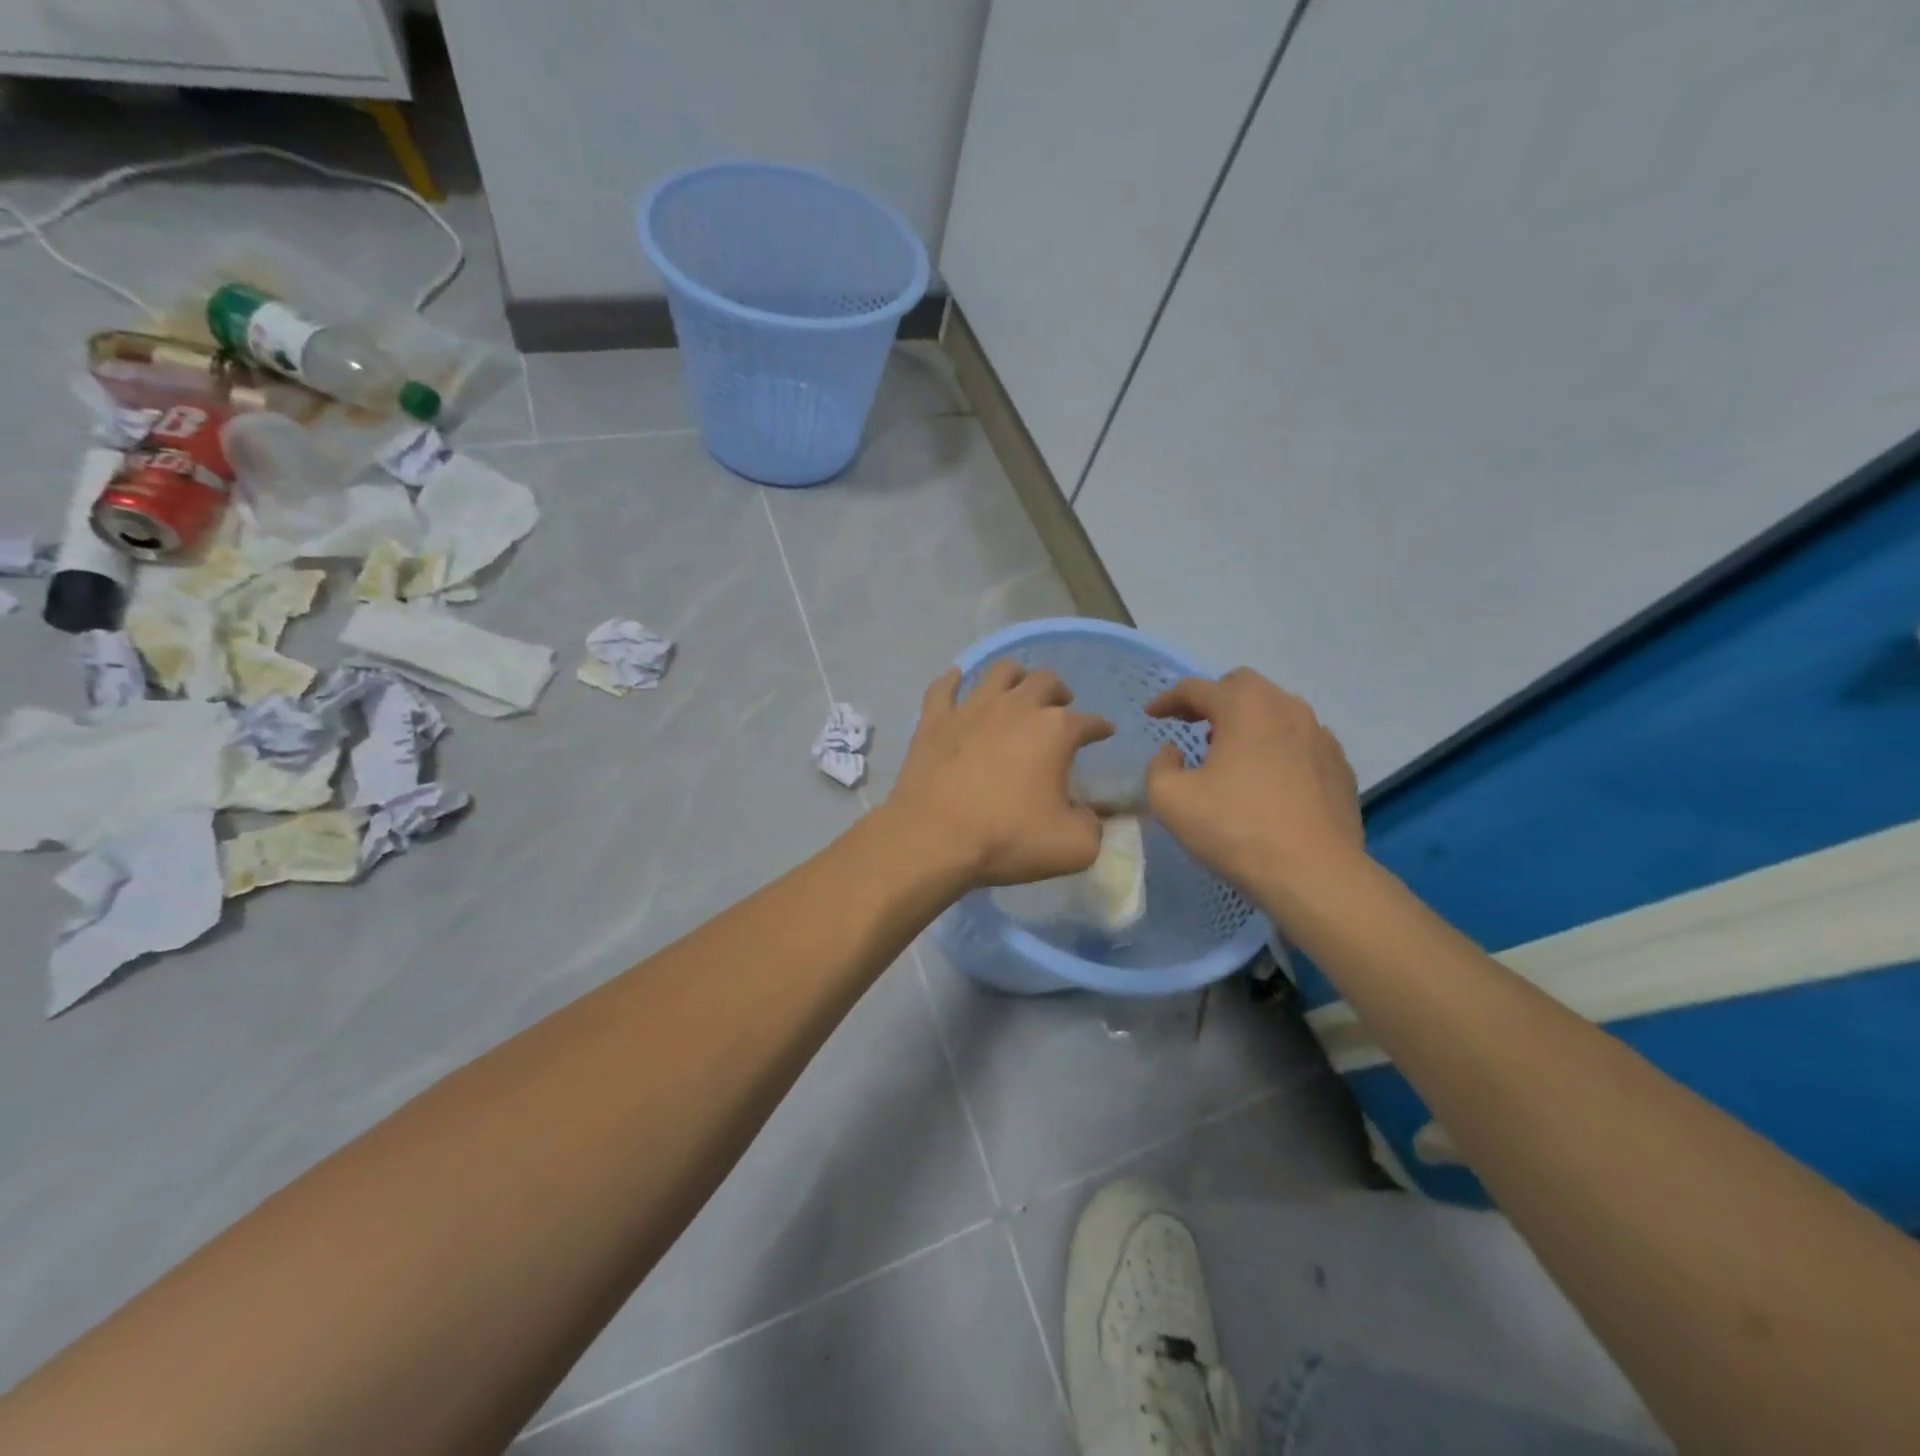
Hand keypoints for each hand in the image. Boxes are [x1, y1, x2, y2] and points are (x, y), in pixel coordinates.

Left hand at [887, 661, 1113, 887]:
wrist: (935, 837)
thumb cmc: (1008, 838)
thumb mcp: (1073, 846)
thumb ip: (1093, 826)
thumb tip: (1089, 816)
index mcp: (1055, 730)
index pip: (1089, 722)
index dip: (1100, 727)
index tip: (1104, 732)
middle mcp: (1016, 707)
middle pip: (1046, 682)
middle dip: (1060, 692)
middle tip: (1062, 705)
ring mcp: (972, 708)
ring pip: (1000, 673)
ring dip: (1016, 676)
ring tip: (1019, 688)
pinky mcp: (935, 719)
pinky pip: (943, 687)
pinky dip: (953, 681)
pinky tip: (957, 679)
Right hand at [1144, 669, 1365, 899]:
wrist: (1314, 874)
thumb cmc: (1235, 829)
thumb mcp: (1170, 799)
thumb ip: (1160, 766)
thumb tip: (1174, 753)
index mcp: (1244, 707)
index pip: (1197, 688)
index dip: (1168, 700)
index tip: (1152, 716)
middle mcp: (1287, 708)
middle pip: (1243, 686)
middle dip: (1213, 700)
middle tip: (1192, 725)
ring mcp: (1320, 736)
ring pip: (1276, 711)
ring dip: (1247, 722)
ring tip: (1229, 752)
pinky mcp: (1339, 765)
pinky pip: (1300, 741)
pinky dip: (1276, 747)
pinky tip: (1267, 779)